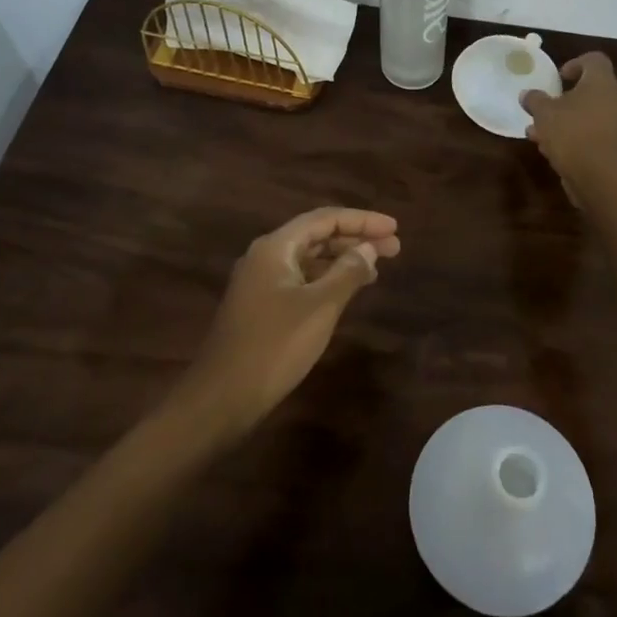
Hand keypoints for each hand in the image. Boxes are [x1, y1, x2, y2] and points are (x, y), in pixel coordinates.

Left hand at [183, 207, 400, 436]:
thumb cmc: (274, 345)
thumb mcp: (319, 307)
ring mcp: (260, 282)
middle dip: (355, 239)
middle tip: (394, 248)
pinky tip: (346, 292)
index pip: (325, 219)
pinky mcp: (260, 307)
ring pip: (308, 259)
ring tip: (377, 269)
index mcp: (275, 247)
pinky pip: (300, 280)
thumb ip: (347, 273)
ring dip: (342, 260)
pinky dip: (326, 280)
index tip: (394, 228)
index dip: (362, 220)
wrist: (222, 397)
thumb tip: (369, 249)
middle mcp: (265, 257)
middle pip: (316, 236)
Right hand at [520, 52, 616, 189]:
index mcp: (601, 83)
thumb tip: (527, 94)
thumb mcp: (543, 112)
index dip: (575, 64)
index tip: (559, 78)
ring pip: (588, 114)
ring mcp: (616, 125)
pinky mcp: (613, 147)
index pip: (595, 60)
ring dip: (564, 119)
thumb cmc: (571, 132)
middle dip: (565, 97)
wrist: (597, 175)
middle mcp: (614, 100)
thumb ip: (534, 99)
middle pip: (590, 89)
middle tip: (546, 105)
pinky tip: (550, 149)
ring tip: (538, 131)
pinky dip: (573, 136)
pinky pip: (590, 134)